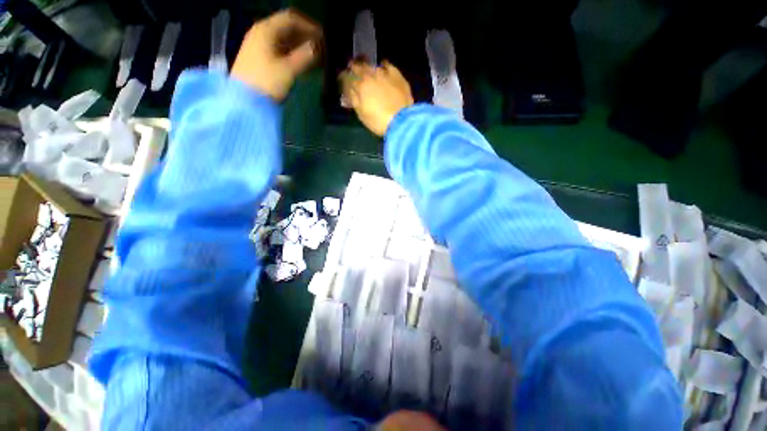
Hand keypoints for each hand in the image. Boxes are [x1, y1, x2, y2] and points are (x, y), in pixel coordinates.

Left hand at [232, 9, 321, 100]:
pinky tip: (303, 64)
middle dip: (306, 37)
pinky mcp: (260, 59)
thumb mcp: (288, 69)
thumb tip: (319, 46)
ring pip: (284, 41)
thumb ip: (306, 55)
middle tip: (322, 49)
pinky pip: (280, 51)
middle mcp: (262, 33)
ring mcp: (259, 46)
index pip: (291, 19)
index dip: (309, 26)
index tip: (323, 38)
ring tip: (316, 58)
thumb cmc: (266, 82)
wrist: (244, 101)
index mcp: (266, 29)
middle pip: (287, 29)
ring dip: (301, 47)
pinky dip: (293, 55)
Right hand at [340, 61, 414, 135]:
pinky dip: (383, 65)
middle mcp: (371, 76)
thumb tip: (348, 92)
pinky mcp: (397, 76)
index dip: (344, 77)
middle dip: (354, 67)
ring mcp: (385, 74)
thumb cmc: (378, 121)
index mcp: (360, 86)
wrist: (401, 121)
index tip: (342, 78)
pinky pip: (388, 66)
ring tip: (366, 67)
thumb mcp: (362, 114)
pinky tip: (383, 66)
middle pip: (359, 67)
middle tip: (352, 68)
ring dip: (367, 66)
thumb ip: (354, 100)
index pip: (348, 78)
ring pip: (372, 65)